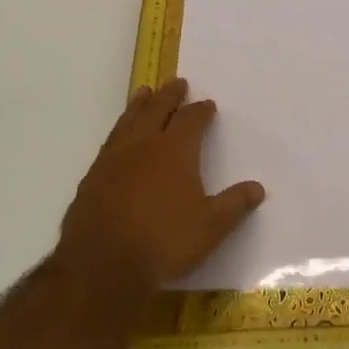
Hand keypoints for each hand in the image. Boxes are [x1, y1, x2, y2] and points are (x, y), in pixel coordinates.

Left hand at [56, 78, 264, 290]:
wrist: (102, 266)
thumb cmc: (164, 242)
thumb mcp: (211, 227)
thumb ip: (234, 205)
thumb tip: (257, 188)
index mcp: (174, 151)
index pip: (190, 120)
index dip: (200, 111)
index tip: (207, 104)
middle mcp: (142, 147)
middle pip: (156, 110)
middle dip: (169, 96)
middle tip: (176, 83)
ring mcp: (112, 161)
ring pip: (127, 122)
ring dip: (138, 105)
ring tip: (144, 92)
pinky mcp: (91, 179)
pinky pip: (108, 143)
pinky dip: (118, 132)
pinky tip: (118, 138)